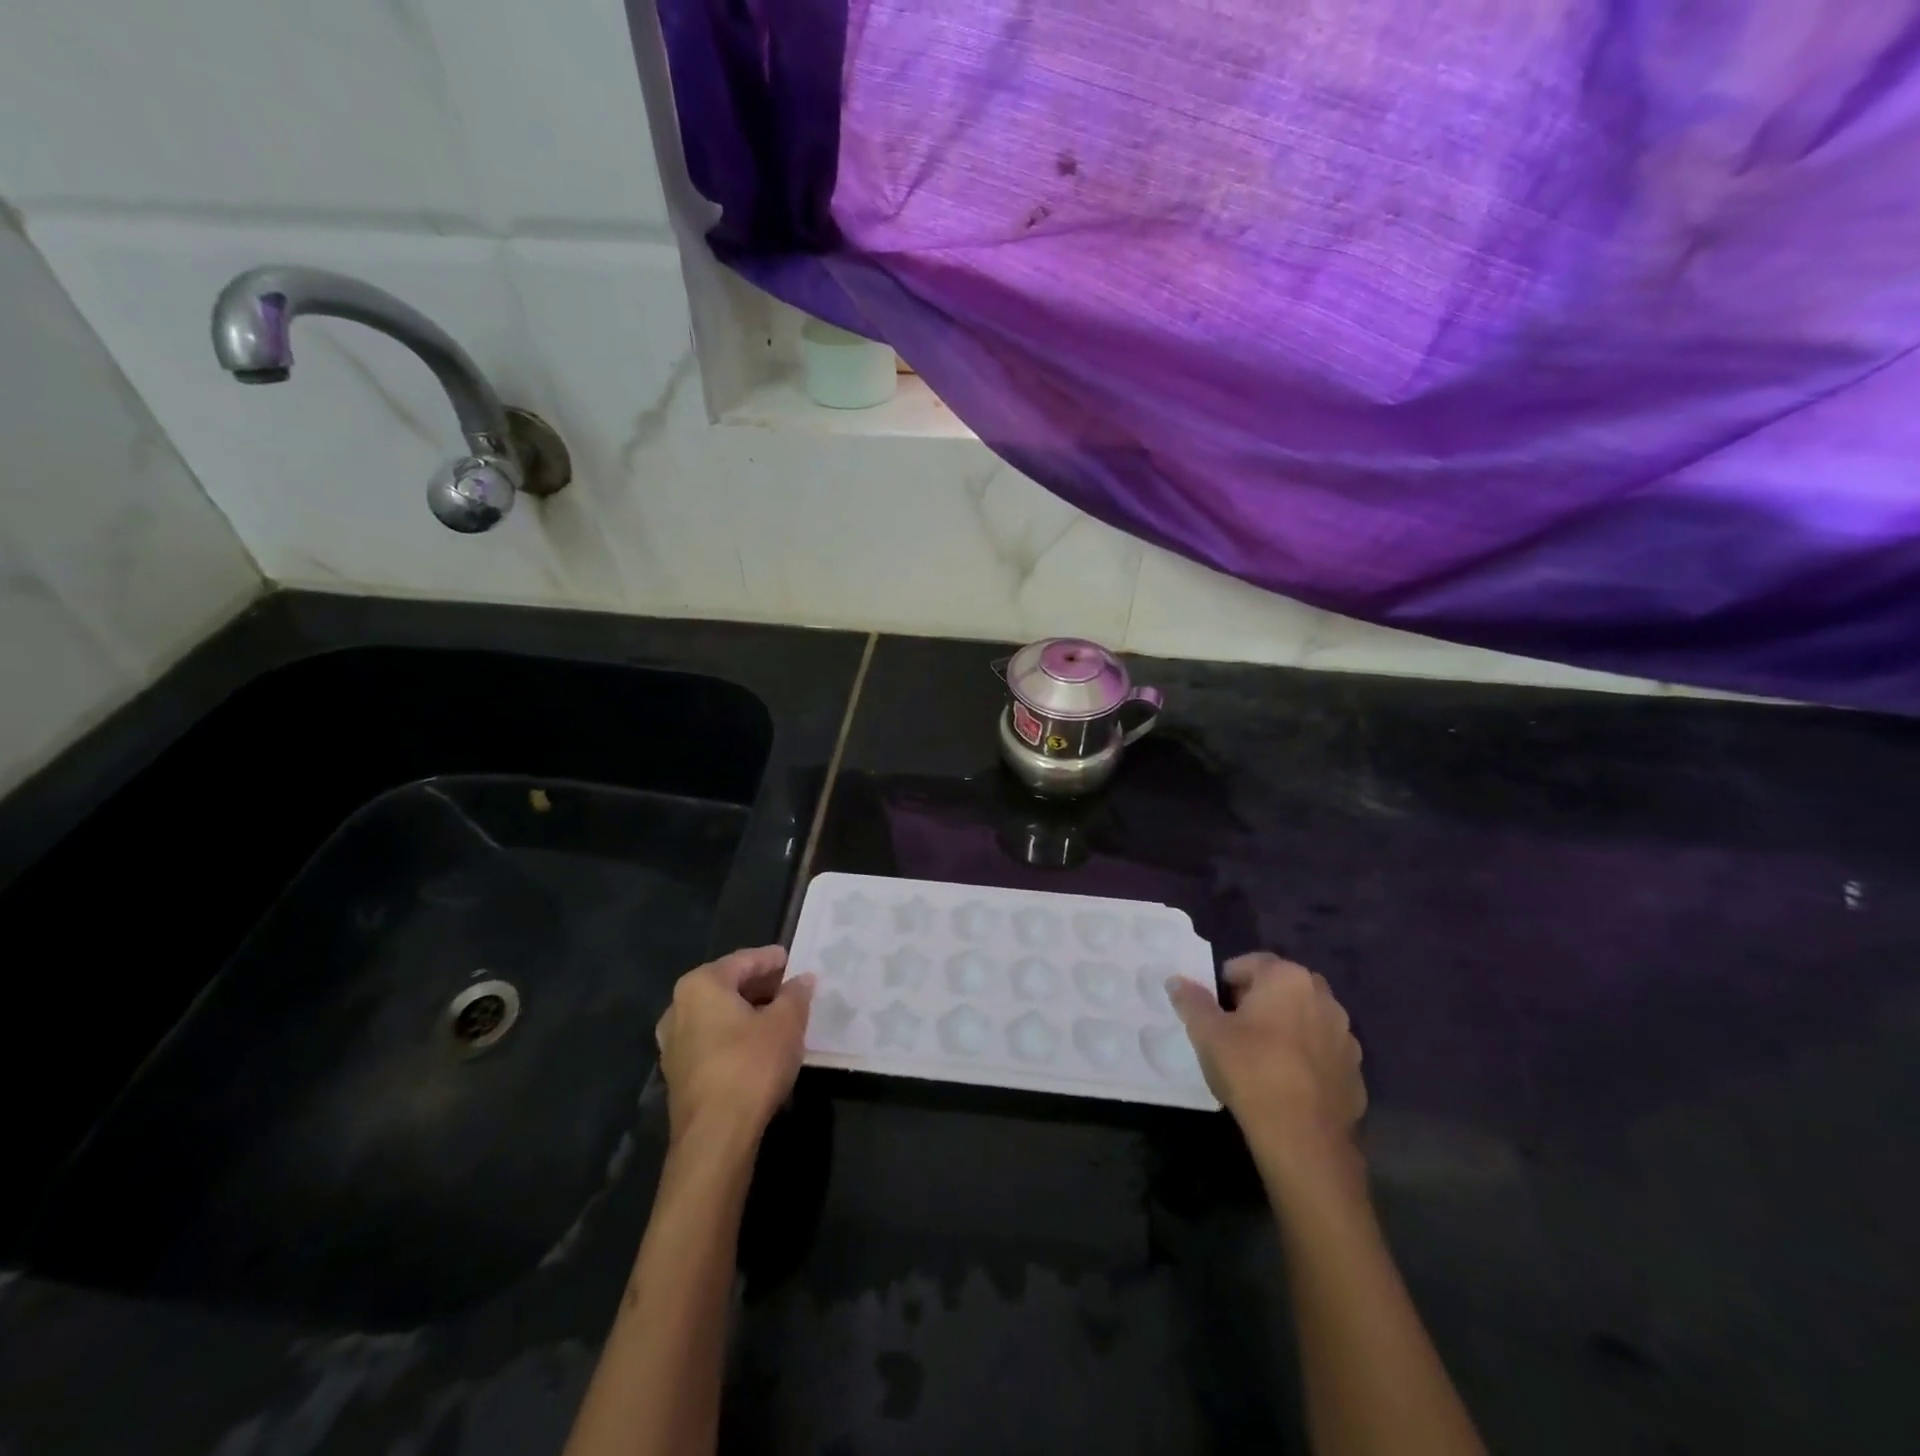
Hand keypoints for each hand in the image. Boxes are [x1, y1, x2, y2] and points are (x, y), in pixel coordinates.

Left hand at [655, 946, 814, 1146]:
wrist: (715, 1136)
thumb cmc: (751, 1065)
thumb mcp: (787, 1022)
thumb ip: (796, 994)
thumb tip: (802, 980)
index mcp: (701, 985)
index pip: (744, 960)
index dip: (773, 959)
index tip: (797, 961)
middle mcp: (678, 1007)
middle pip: (728, 986)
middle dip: (762, 986)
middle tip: (793, 989)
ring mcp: (673, 1043)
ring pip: (719, 1015)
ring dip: (749, 1012)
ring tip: (782, 1017)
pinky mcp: (679, 1073)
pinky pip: (712, 1040)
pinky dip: (736, 1035)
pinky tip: (762, 1045)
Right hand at [1169, 953, 1366, 1191]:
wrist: (1304, 1139)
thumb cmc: (1251, 1071)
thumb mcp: (1207, 1033)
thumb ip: (1191, 1001)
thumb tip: (1176, 980)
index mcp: (1288, 978)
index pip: (1251, 963)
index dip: (1227, 982)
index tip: (1215, 1008)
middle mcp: (1323, 997)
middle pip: (1281, 987)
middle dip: (1258, 1000)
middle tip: (1233, 1028)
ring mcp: (1345, 1035)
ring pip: (1305, 1018)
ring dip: (1285, 1027)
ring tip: (1260, 1056)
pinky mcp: (1355, 1070)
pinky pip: (1322, 1051)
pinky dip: (1305, 1056)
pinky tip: (1286, 1081)